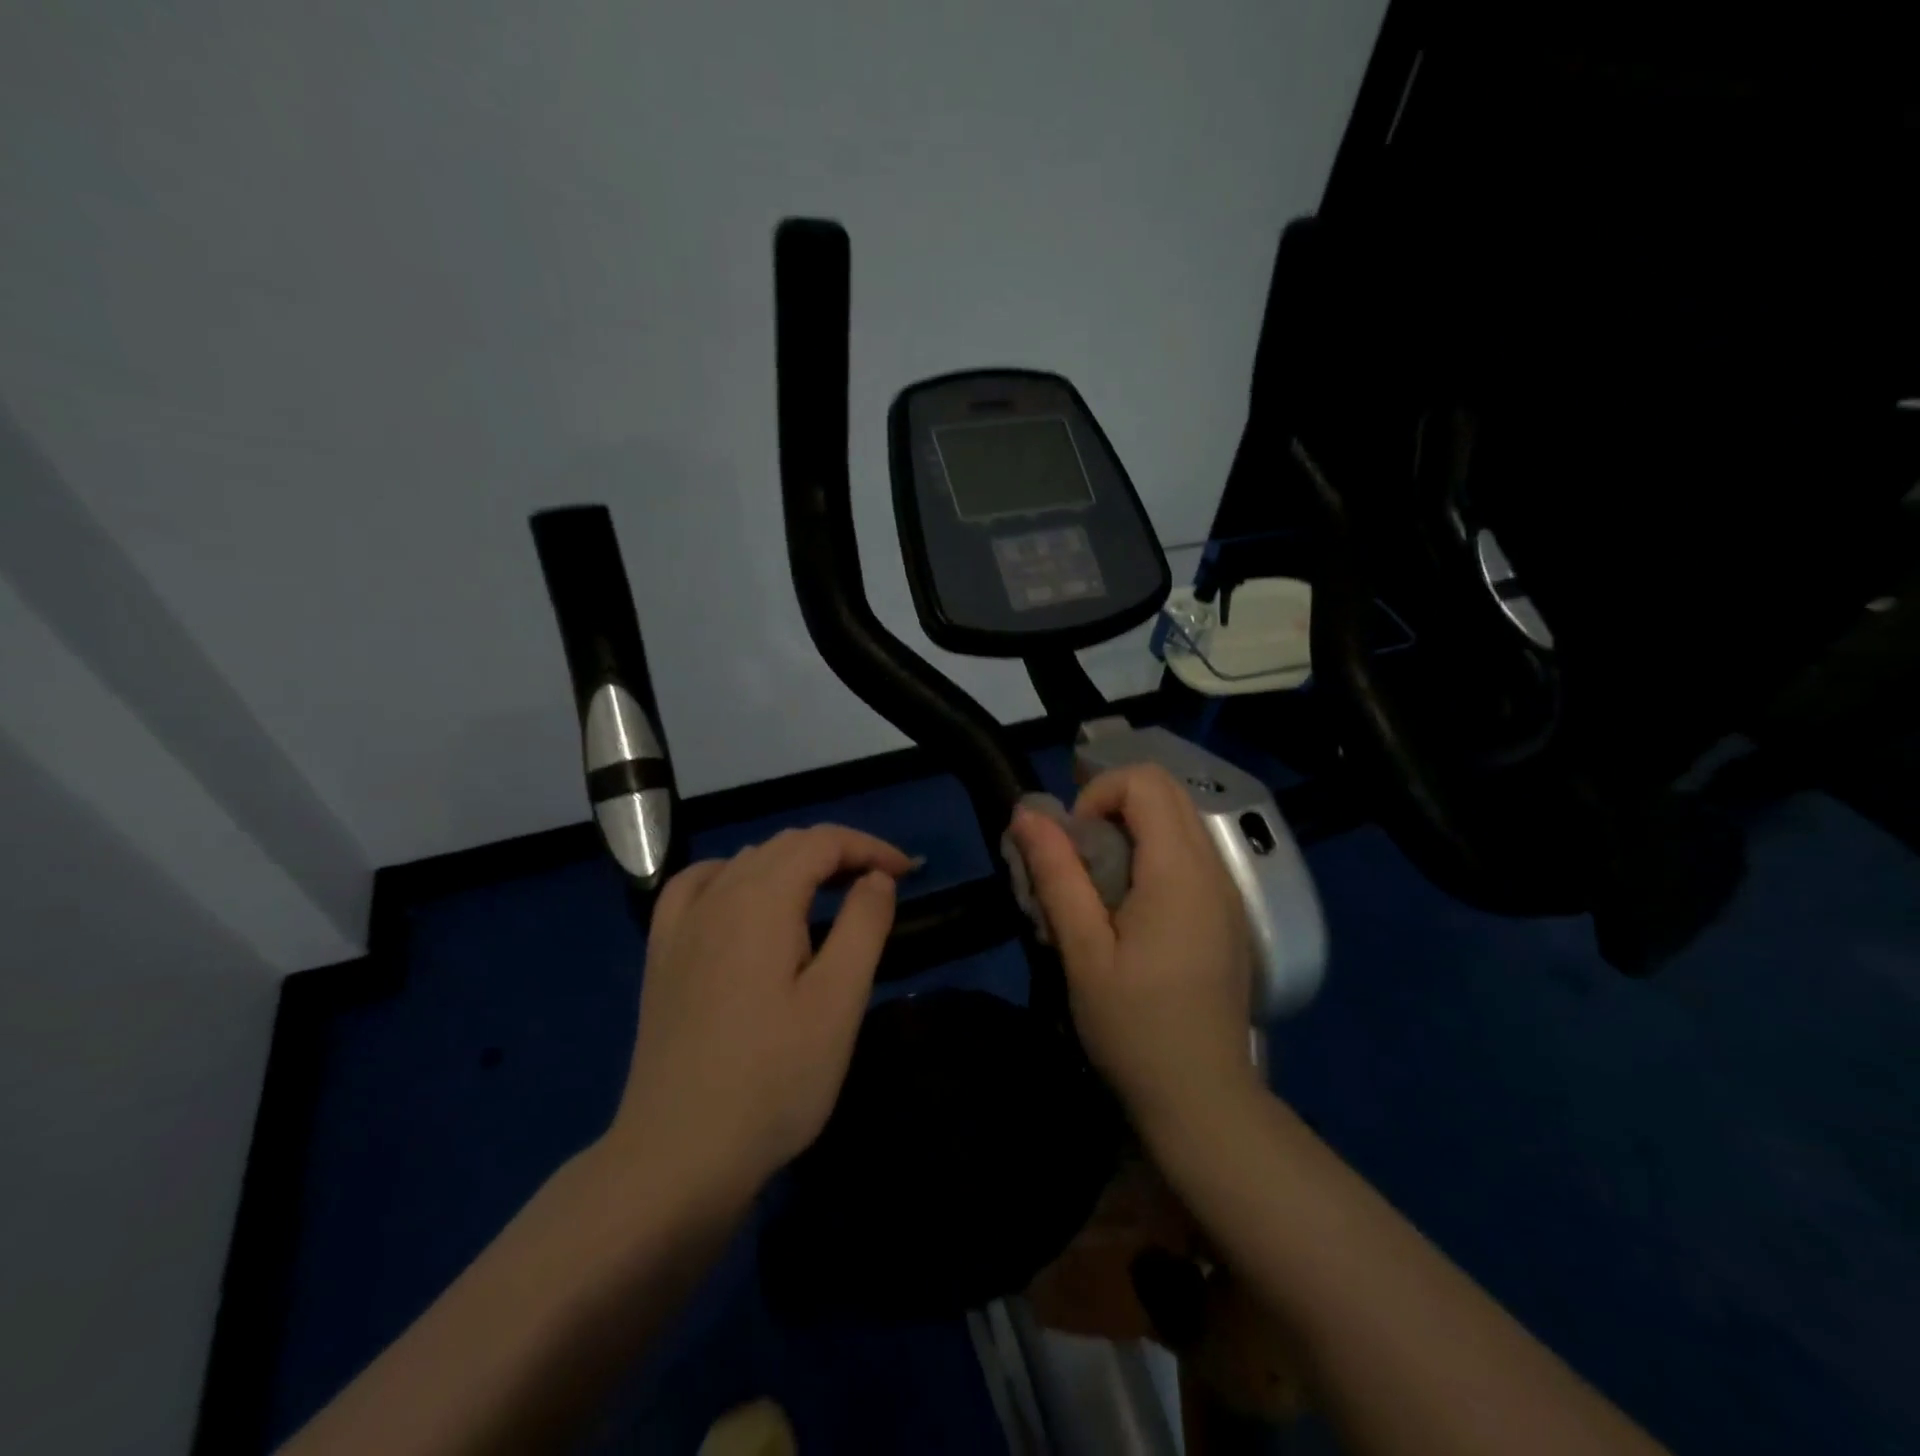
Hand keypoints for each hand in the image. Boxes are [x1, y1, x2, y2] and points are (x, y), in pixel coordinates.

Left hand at [600, 825, 911, 1210]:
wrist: (678, 1155)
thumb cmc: (774, 1079)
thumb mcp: (839, 1001)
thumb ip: (863, 925)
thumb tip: (875, 878)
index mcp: (761, 900)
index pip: (822, 842)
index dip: (869, 847)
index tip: (908, 873)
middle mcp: (717, 896)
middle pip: (784, 846)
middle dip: (838, 853)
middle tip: (880, 885)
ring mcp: (681, 926)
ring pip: (744, 862)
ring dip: (793, 863)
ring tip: (828, 893)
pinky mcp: (662, 956)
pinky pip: (696, 887)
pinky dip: (732, 876)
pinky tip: (742, 900)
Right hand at [1009, 765, 1256, 1134]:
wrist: (1204, 1099)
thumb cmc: (1135, 1028)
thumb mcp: (1083, 951)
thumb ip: (1057, 875)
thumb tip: (1027, 813)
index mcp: (1179, 871)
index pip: (1145, 781)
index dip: (1098, 795)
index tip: (1073, 846)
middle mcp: (1213, 868)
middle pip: (1166, 791)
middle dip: (1112, 806)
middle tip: (1079, 859)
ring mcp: (1226, 891)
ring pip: (1179, 821)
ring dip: (1132, 831)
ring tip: (1099, 886)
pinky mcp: (1226, 913)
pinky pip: (1190, 854)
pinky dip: (1153, 855)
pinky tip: (1129, 910)